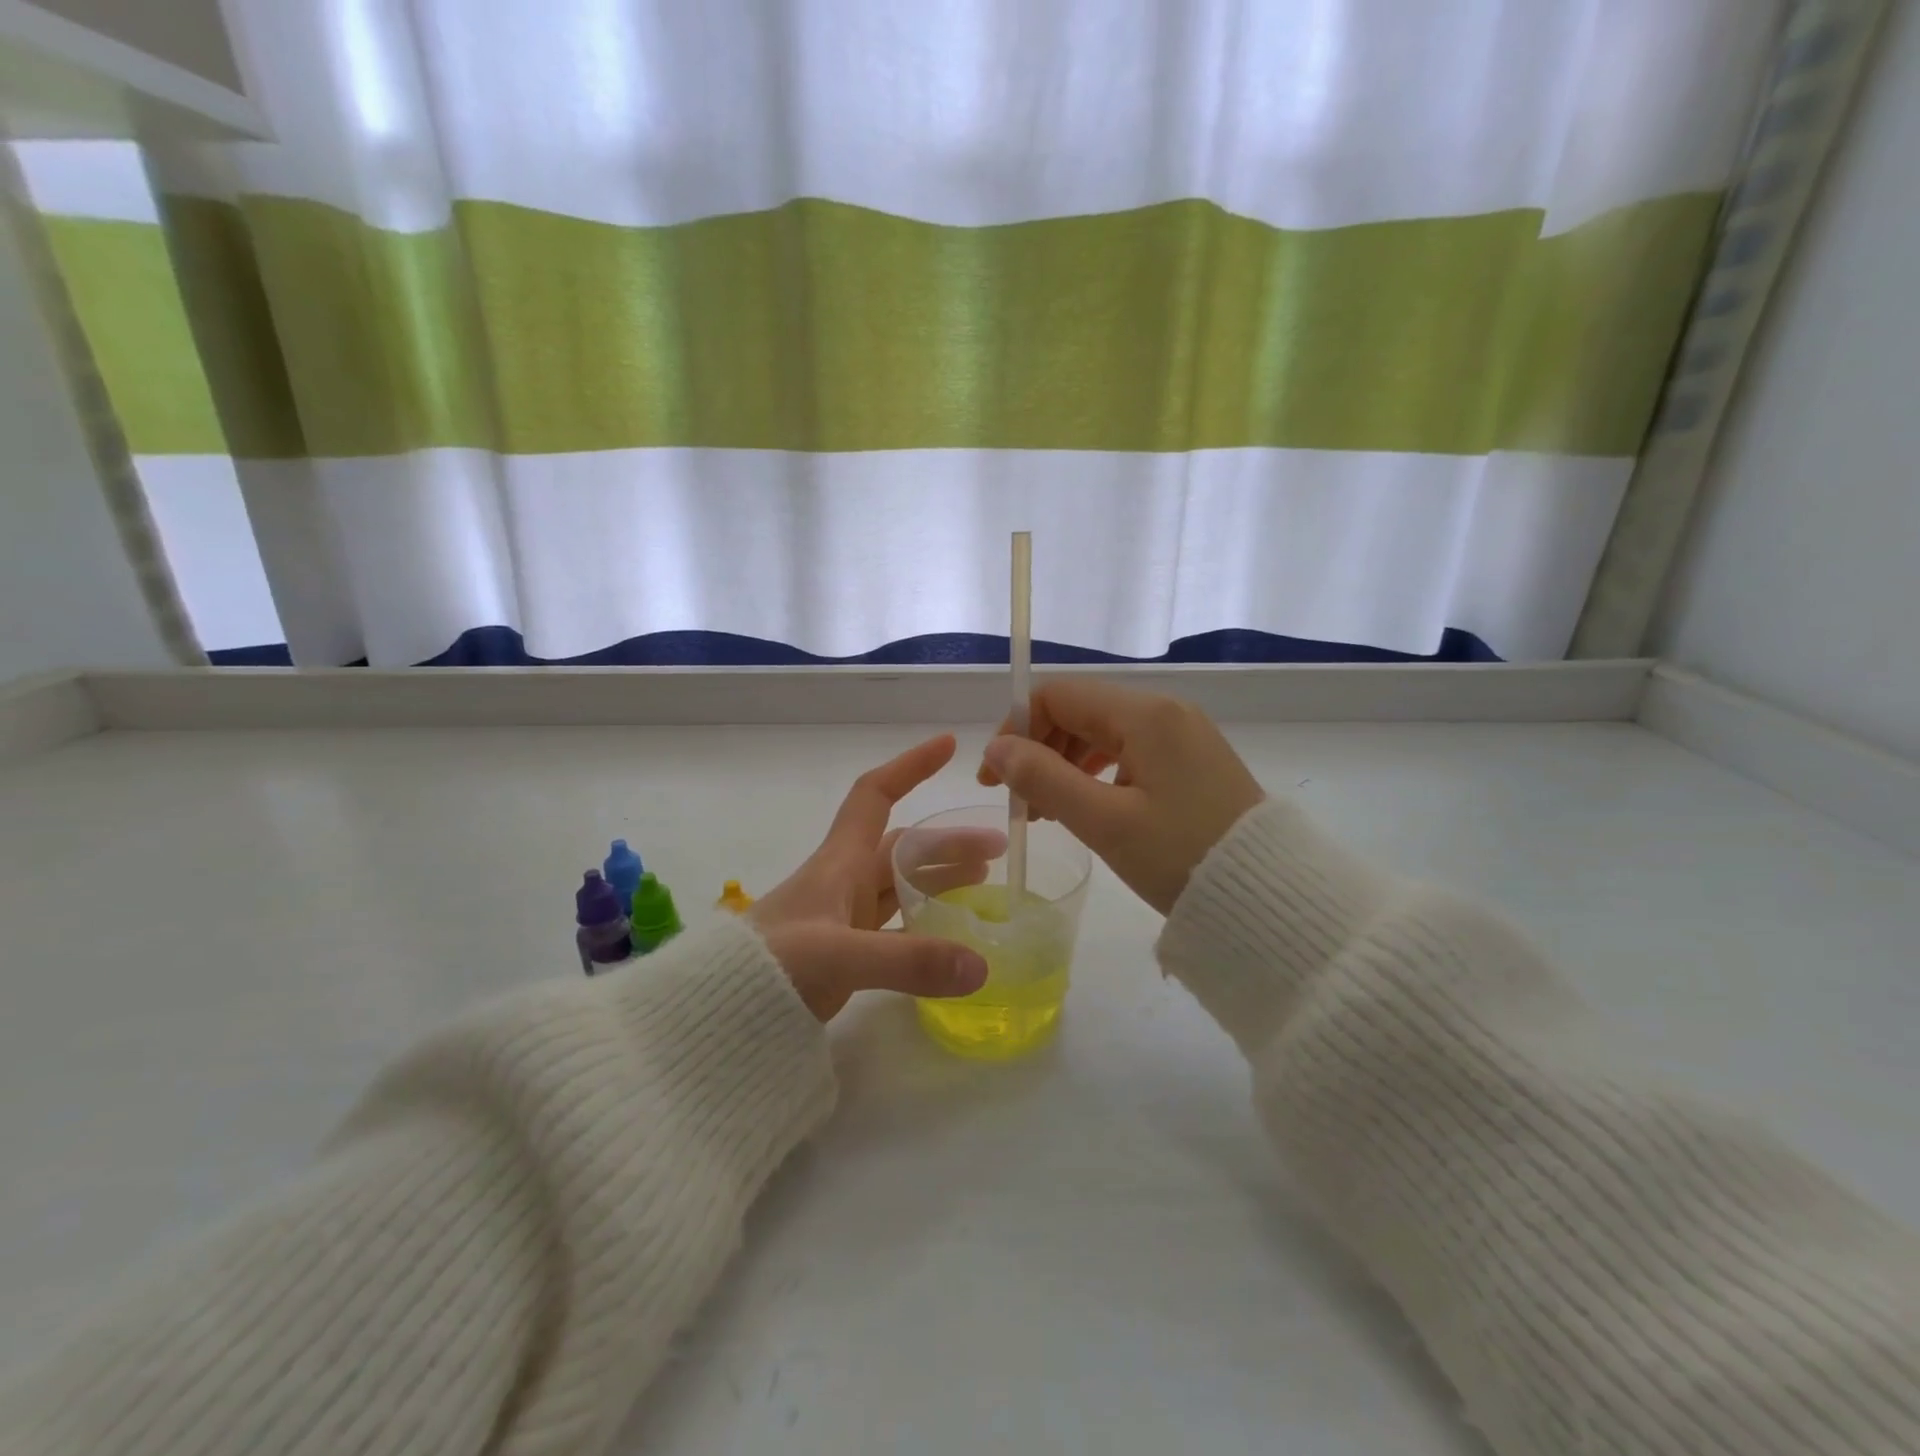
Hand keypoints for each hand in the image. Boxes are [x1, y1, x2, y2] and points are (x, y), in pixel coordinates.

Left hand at [752, 734, 997, 1019]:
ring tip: (985, 883)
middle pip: (904, 846)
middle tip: (998, 848)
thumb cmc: (769, 966)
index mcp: (839, 862)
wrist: (716, 1016)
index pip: (875, 795)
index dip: (910, 766)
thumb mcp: (838, 956)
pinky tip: (951, 940)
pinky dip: (925, 929)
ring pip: (902, 887)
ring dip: (941, 880)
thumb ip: (908, 960)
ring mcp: (843, 919)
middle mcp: (844, 882)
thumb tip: (981, 965)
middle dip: (948, 840)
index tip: (949, 746)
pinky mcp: (844, 955)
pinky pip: (896, 929)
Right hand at [977, 680, 1264, 914]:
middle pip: (1080, 711)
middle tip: (1020, 803)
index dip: (1017, 729)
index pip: (1059, 696)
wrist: (1269, 896)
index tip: (996, 778)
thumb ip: (1043, 778)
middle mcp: (1165, 712)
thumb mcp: (1104, 821)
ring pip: (1104, 733)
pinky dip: (1097, 773)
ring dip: (1065, 763)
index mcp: (1145, 715)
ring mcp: (1184, 735)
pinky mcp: (1193, 762)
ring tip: (1048, 811)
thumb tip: (996, 749)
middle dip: (1040, 750)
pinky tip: (1089, 807)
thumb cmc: (1181, 856)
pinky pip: (1130, 752)